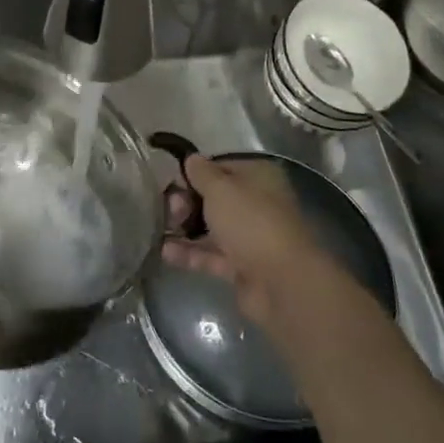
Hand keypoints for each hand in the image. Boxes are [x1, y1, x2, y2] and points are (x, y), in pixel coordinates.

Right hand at [161, 154, 346, 327]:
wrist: (281, 283)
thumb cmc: (250, 222)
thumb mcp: (219, 188)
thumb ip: (201, 172)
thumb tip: (191, 159)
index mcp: (257, 177)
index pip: (220, 166)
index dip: (194, 172)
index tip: (172, 180)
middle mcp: (256, 204)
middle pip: (213, 198)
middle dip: (187, 201)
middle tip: (171, 209)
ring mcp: (250, 237)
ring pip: (211, 227)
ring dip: (184, 228)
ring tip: (162, 229)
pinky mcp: (242, 267)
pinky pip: (211, 255)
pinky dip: (190, 253)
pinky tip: (165, 251)